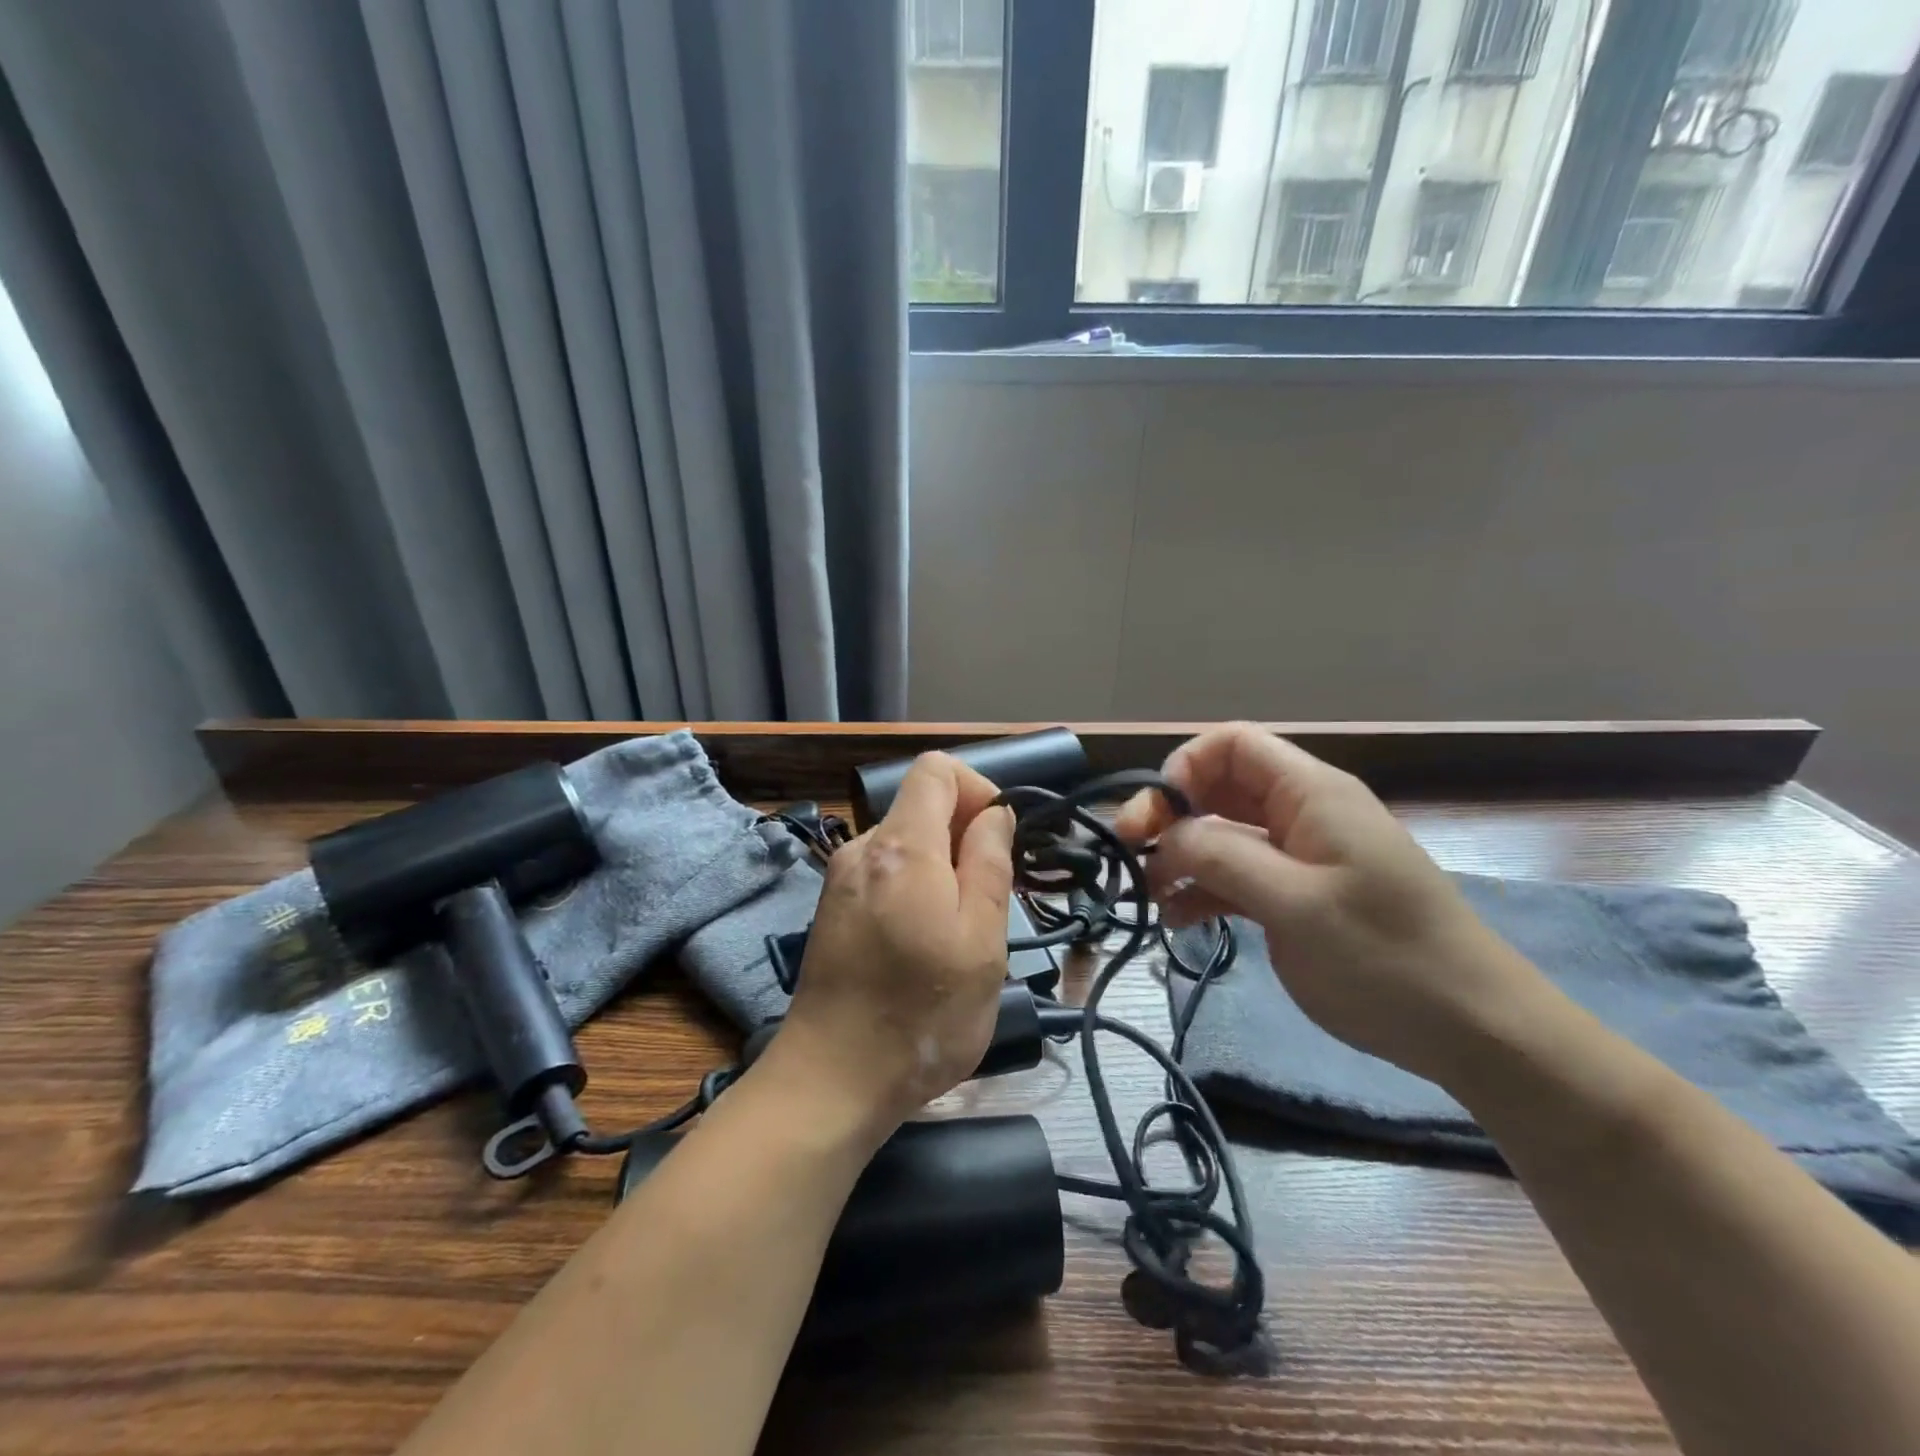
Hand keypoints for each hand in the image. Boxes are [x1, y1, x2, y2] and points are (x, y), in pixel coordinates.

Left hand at [768, 753, 1015, 1141]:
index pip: (936, 769)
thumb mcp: (981, 940)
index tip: (999, 839)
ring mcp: (840, 879)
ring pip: (906, 845)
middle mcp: (862, 848)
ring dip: (941, 871)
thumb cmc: (922, 1014)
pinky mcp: (832, 909)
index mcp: (901, 846)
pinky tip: (919, 947)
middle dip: (963, 838)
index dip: (978, 788)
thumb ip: (990, 863)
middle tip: (986, 904)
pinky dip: (913, 890)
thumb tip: (994, 814)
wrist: (832, 1080)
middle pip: (921, 807)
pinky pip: (885, 875)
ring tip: (954, 935)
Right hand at [1114, 723, 1545, 1082]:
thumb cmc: (1385, 958)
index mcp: (1311, 794)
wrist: (1473, 1032)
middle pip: (1219, 789)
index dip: (1184, 768)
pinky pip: (1237, 877)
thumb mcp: (1295, 903)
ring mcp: (1299, 857)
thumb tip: (1165, 833)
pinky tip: (1178, 918)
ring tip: (1150, 894)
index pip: (1232, 745)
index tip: (1155, 816)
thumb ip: (1221, 855)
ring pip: (1222, 835)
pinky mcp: (1297, 897)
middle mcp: (1302, 814)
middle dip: (1171, 815)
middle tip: (1132, 855)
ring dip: (1181, 856)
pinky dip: (1203, 890)